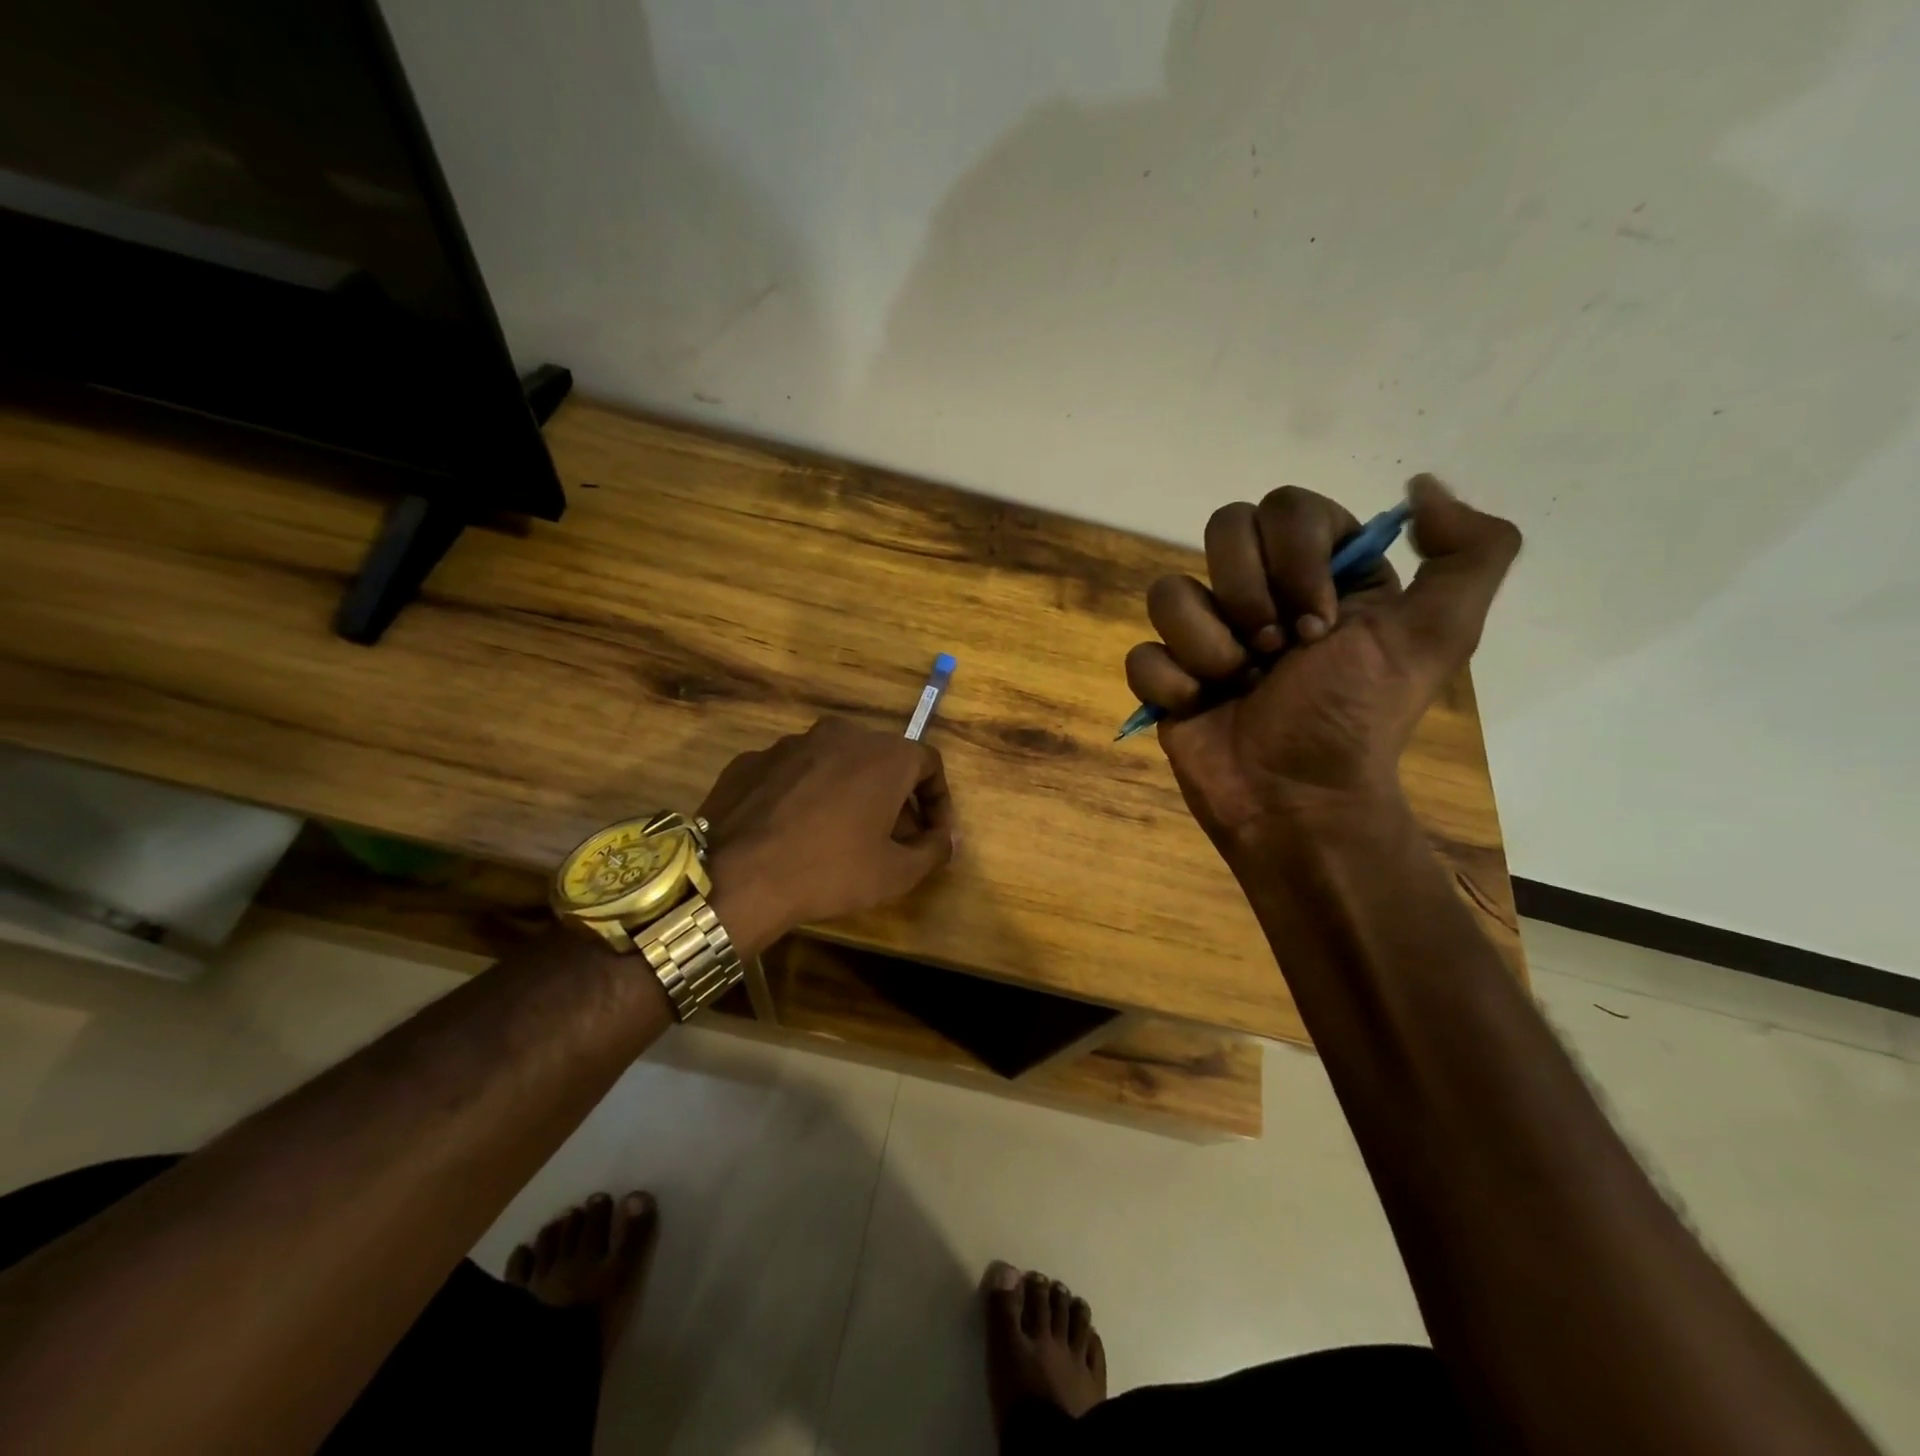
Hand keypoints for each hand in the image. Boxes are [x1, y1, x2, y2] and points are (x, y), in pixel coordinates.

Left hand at [697, 716, 955, 953]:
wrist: (735, 876)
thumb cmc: (829, 870)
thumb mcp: (895, 873)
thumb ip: (934, 850)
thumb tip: (947, 838)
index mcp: (883, 754)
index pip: (928, 764)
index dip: (938, 800)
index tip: (932, 835)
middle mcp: (841, 734)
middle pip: (882, 760)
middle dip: (894, 798)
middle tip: (891, 839)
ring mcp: (791, 743)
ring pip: (836, 763)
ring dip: (849, 792)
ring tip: (842, 836)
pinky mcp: (752, 760)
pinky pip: (794, 773)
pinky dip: (806, 794)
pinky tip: (795, 831)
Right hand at [1125, 475, 1518, 851]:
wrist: (1296, 799)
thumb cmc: (1356, 718)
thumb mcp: (1436, 635)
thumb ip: (1471, 552)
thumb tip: (1420, 486)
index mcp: (1323, 572)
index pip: (1285, 507)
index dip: (1294, 557)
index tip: (1319, 624)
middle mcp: (1261, 592)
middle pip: (1221, 531)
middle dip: (1248, 597)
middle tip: (1277, 653)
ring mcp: (1206, 634)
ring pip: (1170, 591)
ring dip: (1209, 647)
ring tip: (1237, 687)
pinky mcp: (1167, 676)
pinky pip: (1141, 653)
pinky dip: (1171, 683)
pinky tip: (1200, 707)